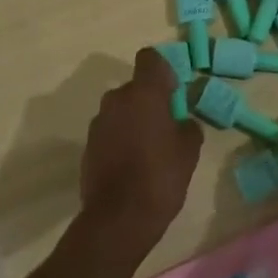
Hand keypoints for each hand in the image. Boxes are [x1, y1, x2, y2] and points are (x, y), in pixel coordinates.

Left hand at [79, 48, 202, 260]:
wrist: (118, 219)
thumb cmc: (160, 177)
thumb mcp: (189, 150)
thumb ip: (187, 126)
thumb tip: (182, 122)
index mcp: (144, 93)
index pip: (150, 58)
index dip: (162, 70)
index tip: (172, 93)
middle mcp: (117, 99)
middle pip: (135, 87)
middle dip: (149, 101)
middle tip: (165, 127)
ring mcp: (99, 122)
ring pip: (121, 110)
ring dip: (133, 120)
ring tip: (148, 150)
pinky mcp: (88, 145)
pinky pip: (109, 131)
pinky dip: (120, 139)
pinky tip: (131, 165)